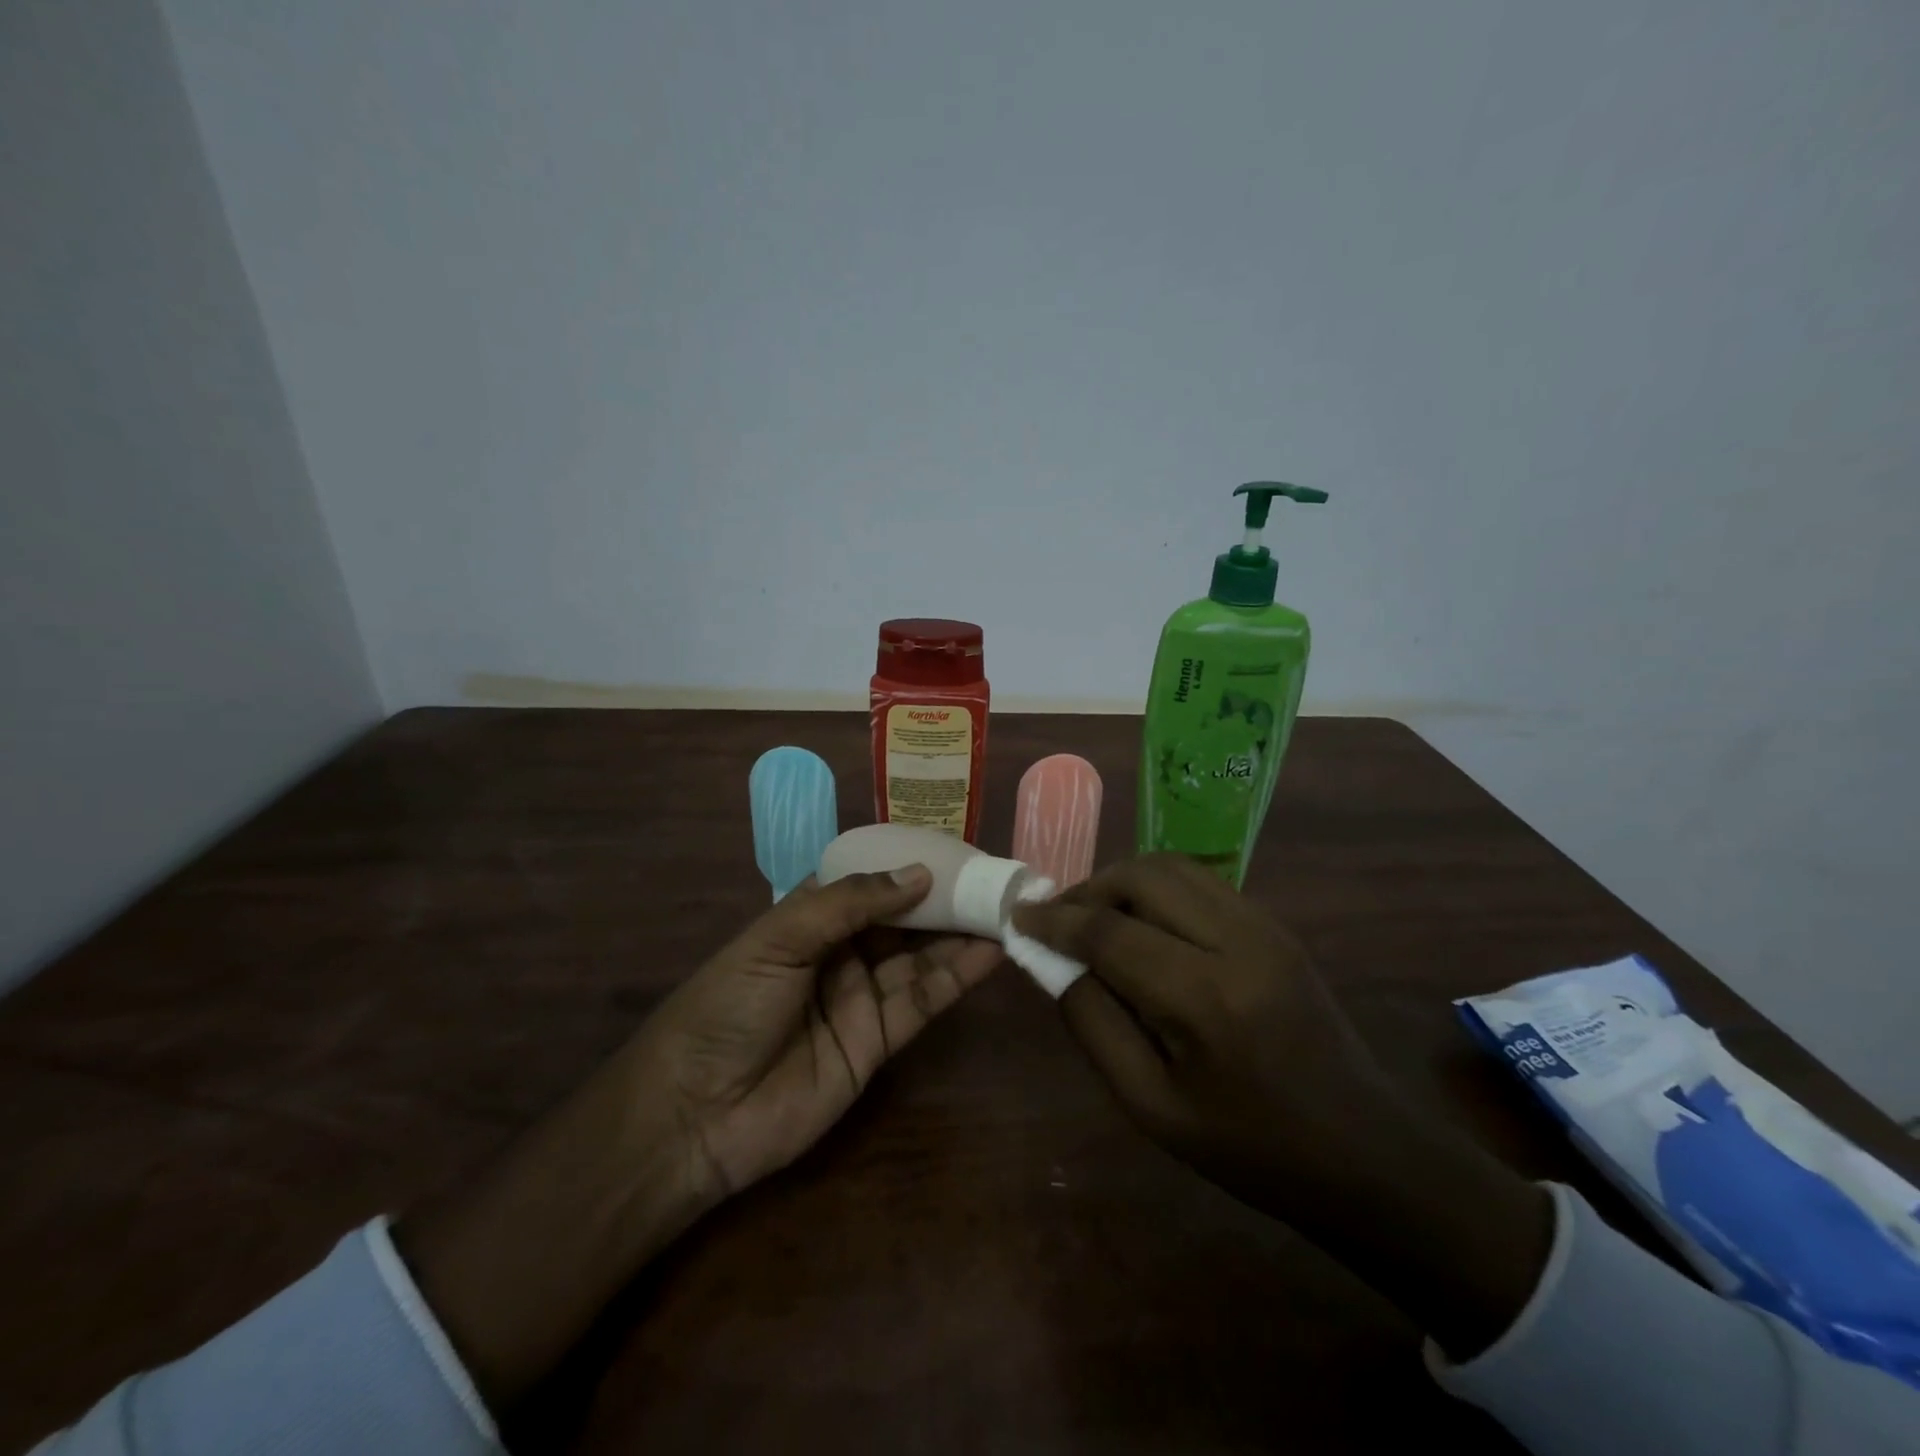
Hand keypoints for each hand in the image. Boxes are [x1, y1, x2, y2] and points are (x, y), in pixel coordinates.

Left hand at [630, 865, 1004, 1201]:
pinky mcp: (879, 1041)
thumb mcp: (779, 939)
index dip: (907, 863)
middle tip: (993, 876)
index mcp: (809, 917)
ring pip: (921, 956)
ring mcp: (862, 996)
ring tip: (1004, 906)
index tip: (954, 846)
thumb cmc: (728, 1006)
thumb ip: (850, 903)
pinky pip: (924, 1000)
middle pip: (902, 918)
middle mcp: (841, 951)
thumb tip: (919, 873)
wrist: (695, 1116)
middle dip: (944, 897)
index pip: (868, 880)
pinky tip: (991, 951)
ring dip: (961, 933)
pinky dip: (958, 976)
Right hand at [1012, 853, 1552, 1358]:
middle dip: (1087, 889)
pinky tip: (1142, 924)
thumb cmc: (1250, 1147)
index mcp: (1205, 999)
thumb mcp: (1151, 1106)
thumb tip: (1056, 963)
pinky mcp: (1275, 924)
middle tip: (1057, 919)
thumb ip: (1093, 1025)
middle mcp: (1237, 942)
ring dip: (1121, 882)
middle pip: (1142, 877)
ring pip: (1172, 868)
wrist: (1363, 1149)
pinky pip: (1200, 882)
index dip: (1055, 919)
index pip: (1109, 932)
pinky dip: (1157, 889)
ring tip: (1094, 916)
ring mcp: (1264, 925)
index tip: (1018, 916)